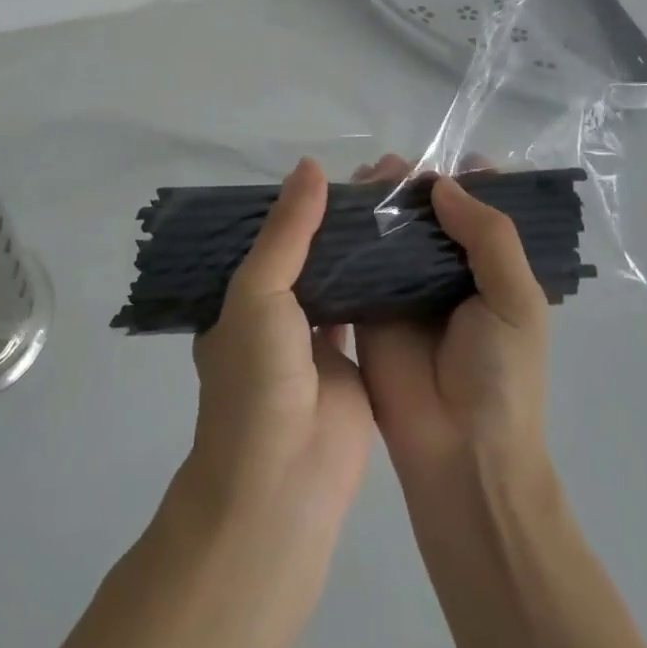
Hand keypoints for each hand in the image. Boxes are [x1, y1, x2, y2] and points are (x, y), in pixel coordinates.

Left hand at [178, 158, 374, 540]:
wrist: (283, 481)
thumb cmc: (257, 377)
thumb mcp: (258, 289)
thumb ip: (287, 230)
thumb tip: (312, 166)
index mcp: (240, 296)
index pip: (270, 236)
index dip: (298, 205)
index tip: (335, 169)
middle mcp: (274, 314)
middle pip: (308, 255)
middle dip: (334, 224)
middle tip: (376, 182)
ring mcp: (312, 342)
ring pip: (338, 281)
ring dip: (359, 252)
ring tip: (394, 205)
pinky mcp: (351, 364)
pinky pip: (366, 312)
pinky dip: (381, 286)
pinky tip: (406, 251)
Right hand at [352, 157, 551, 476]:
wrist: (458, 452)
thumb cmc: (501, 376)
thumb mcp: (517, 301)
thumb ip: (489, 236)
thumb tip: (441, 184)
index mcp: (489, 269)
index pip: (480, 212)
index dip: (469, 181)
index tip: (451, 156)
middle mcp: (444, 271)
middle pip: (427, 213)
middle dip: (413, 184)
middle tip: (392, 165)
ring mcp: (403, 287)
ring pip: (389, 229)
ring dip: (378, 199)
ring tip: (365, 175)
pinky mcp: (365, 304)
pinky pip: (355, 259)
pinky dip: (345, 230)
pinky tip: (334, 204)